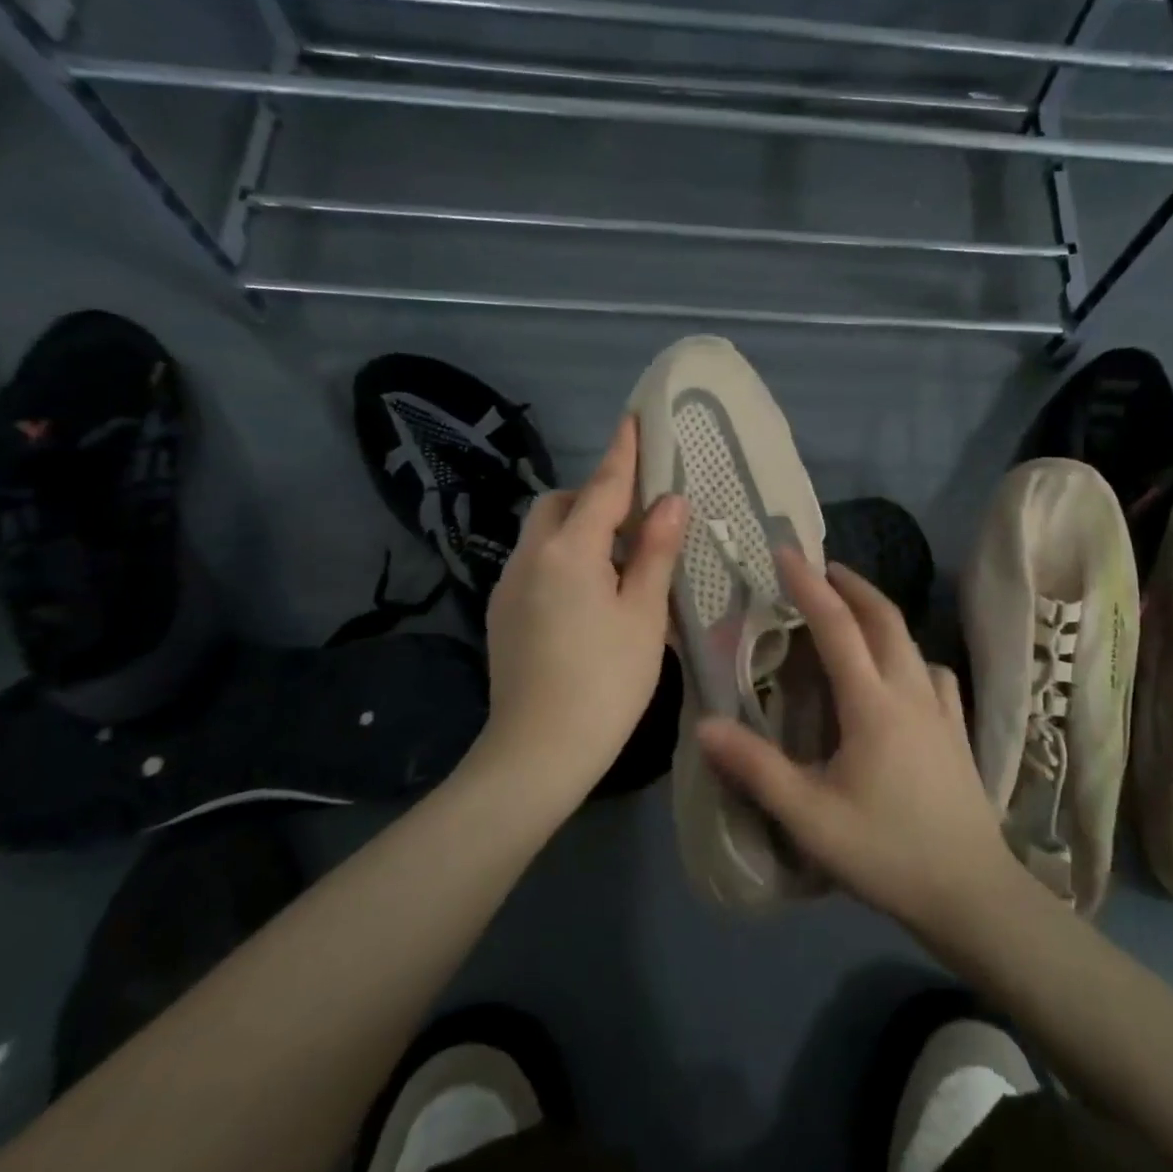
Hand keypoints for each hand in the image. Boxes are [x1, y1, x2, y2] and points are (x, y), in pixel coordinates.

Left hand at [483, 415, 686, 800]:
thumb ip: (655, 552)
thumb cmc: (605, 682)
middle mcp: (529, 557)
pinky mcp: (501, 613)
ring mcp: (508, 586)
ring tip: (618, 563)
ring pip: (543, 534)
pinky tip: (588, 598)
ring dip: (577, 529)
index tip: (635, 418)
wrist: (536, 753)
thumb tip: (671, 501)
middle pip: (559, 504)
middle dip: (593, 497)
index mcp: (568, 551)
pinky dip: (562, 559)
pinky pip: (535, 564)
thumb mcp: (643, 615)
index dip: (623, 452)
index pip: (601, 486)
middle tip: (636, 521)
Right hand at [696, 550, 1020, 942]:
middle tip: (821, 568)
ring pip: (911, 640)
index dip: (809, 585)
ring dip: (880, 613)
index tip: (786, 552)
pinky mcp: (958, 730)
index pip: (837, 626)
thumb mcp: (810, 818)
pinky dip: (911, 653)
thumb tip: (704, 725)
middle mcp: (910, 691)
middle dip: (851, 584)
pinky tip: (904, 670)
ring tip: (853, 610)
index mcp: (873, 703)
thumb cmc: (887, 852)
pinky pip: (935, 672)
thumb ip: (756, 769)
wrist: (972, 893)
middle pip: (884, 618)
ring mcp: (941, 709)